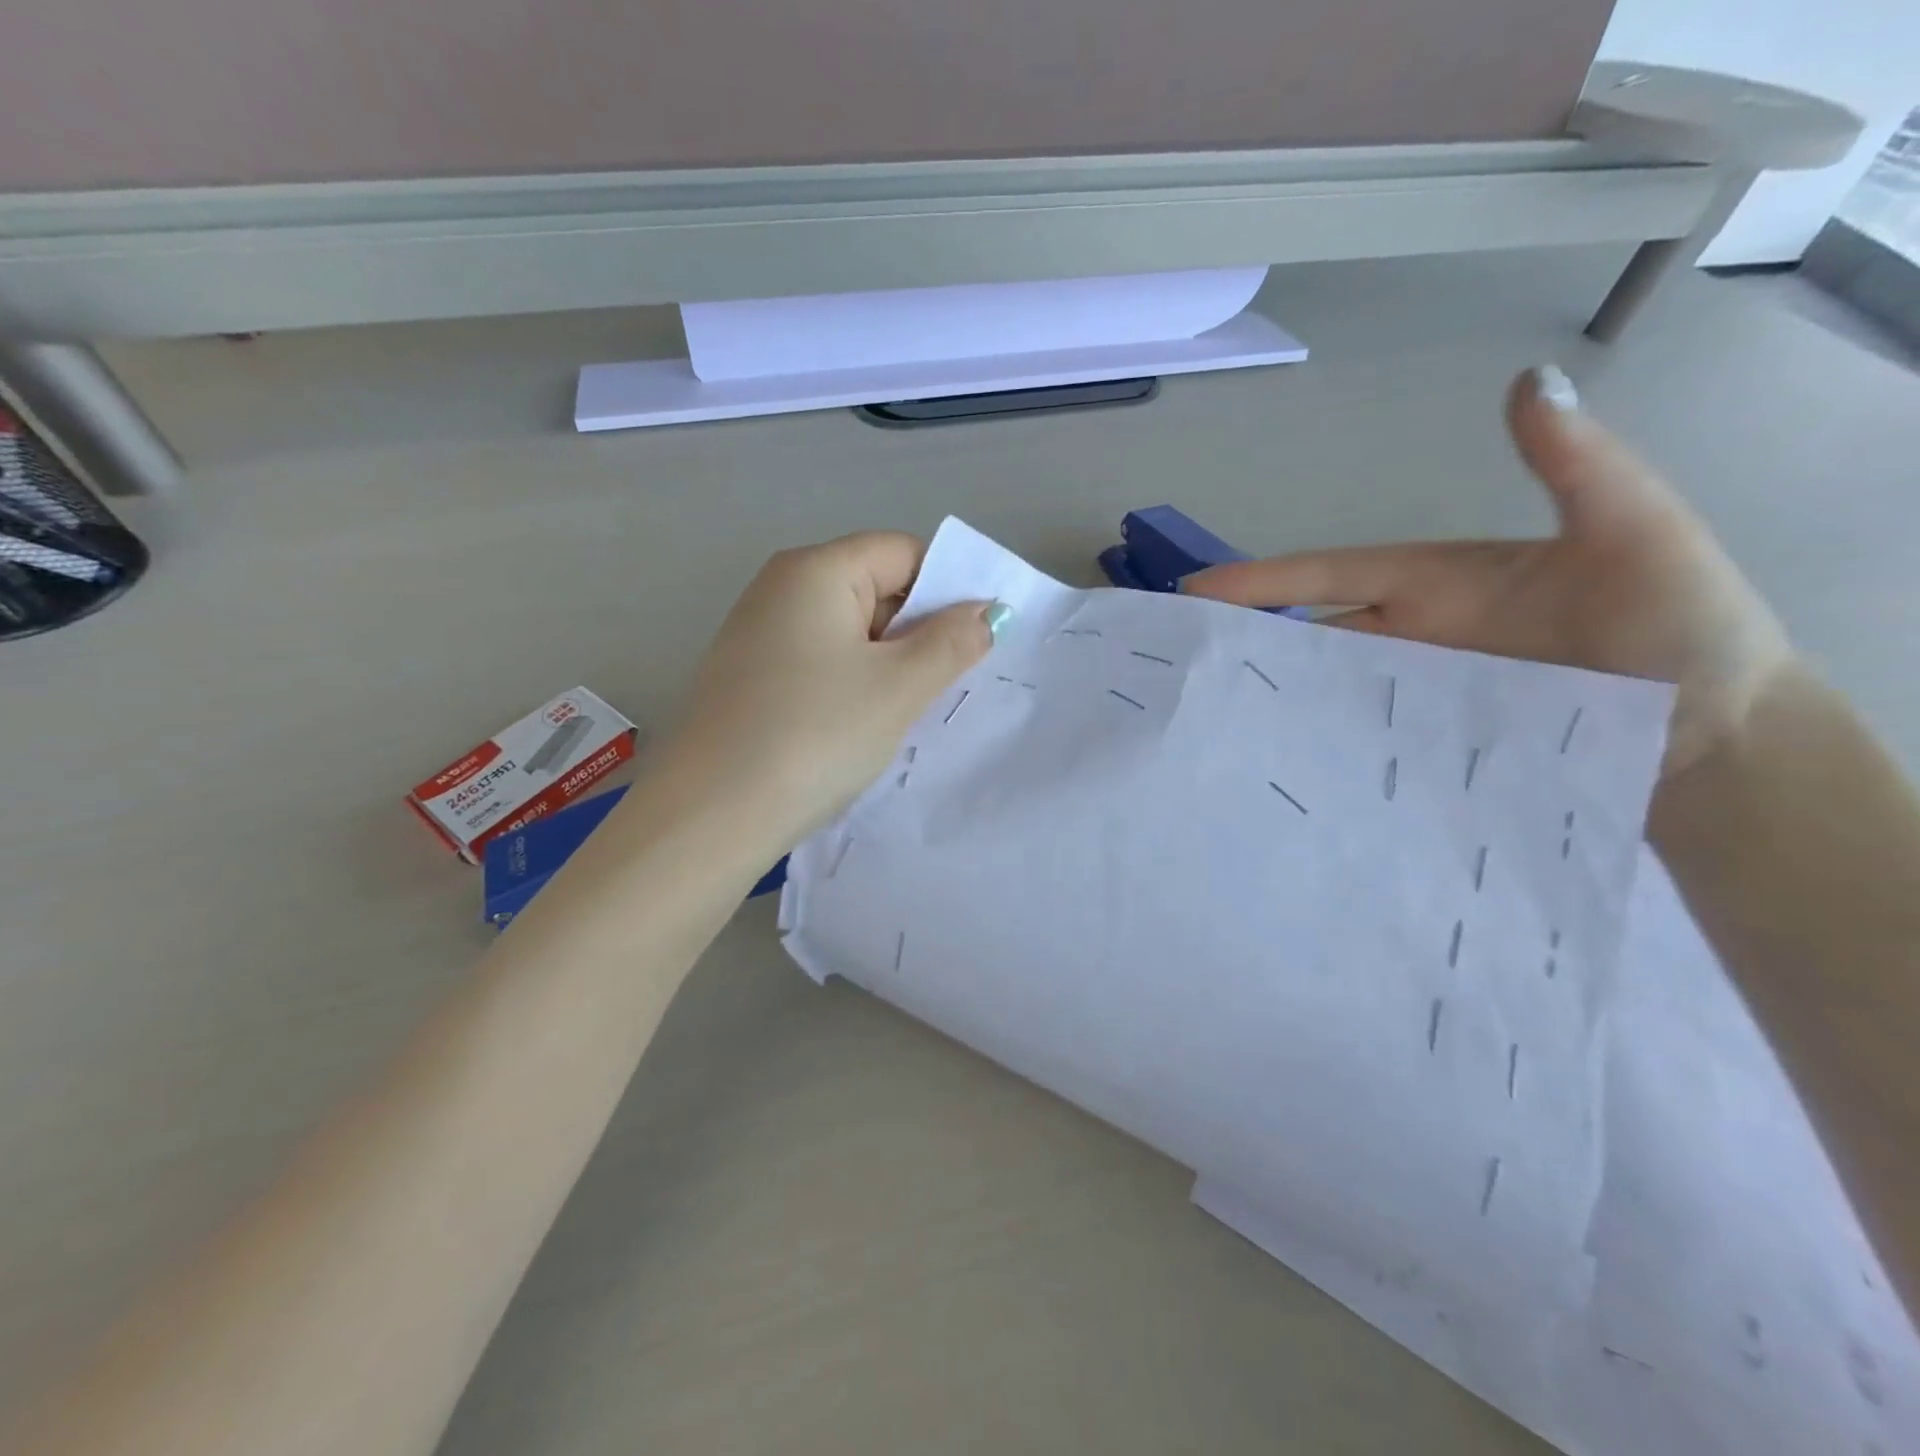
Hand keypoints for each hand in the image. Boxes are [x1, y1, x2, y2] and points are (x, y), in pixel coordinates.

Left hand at [659, 531, 998, 849]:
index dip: (948, 589)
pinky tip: (861, 725)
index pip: (902, 552)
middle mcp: (780, 588)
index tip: (978, 640)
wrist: (712, 816)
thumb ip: (951, 642)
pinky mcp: (749, 677)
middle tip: (950, 682)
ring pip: (849, 631)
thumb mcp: (899, 688)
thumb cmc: (815, 736)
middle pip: (875, 587)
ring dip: (889, 663)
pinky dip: (852, 683)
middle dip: (919, 630)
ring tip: (908, 711)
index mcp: (815, 570)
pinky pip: (820, 662)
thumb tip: (987, 613)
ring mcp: (758, 634)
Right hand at [1183, 366, 1794, 776]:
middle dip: (1246, 640)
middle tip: (1179, 659)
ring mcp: (1417, 693)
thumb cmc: (1678, 623)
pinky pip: (1360, 738)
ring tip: (1210, 715)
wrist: (1720, 731)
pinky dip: (1317, 743)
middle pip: (1312, 635)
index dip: (1263, 582)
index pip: (1329, 577)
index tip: (1195, 592)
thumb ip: (1574, 466)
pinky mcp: (1430, 742)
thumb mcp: (1634, 531)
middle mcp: (1412, 636)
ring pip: (1328, 690)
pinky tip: (1278, 761)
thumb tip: (1526, 382)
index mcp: (1433, 583)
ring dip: (1273, 698)